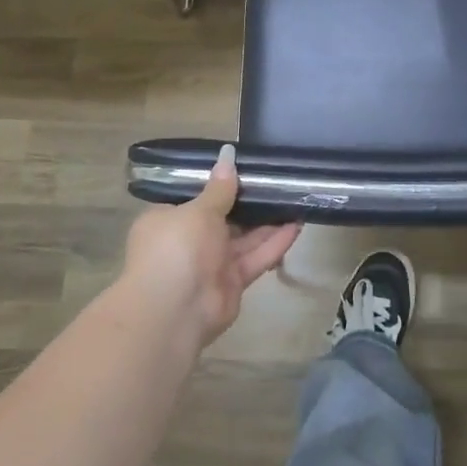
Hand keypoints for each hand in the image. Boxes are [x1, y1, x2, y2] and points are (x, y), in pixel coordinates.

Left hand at [120, 145, 301, 343]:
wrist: (174, 311)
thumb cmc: (177, 248)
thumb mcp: (198, 210)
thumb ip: (219, 187)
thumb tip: (228, 154)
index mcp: (169, 219)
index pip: (195, 197)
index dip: (219, 183)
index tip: (245, 167)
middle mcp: (188, 241)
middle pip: (224, 217)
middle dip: (250, 202)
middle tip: (279, 180)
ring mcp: (211, 263)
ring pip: (244, 238)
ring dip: (268, 221)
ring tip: (295, 198)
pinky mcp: (233, 282)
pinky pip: (255, 257)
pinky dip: (274, 243)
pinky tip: (297, 225)